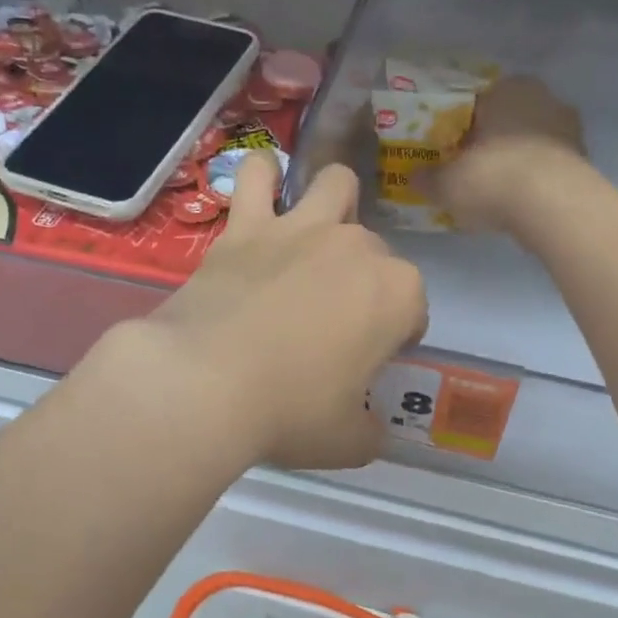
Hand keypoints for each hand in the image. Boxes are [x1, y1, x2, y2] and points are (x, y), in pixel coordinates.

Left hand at [130, 155, 425, 470]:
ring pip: (335, 184)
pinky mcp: (246, 227)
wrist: (204, 385)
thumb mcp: (347, 441)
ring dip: (335, 202)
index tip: (373, 360)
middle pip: (376, 250)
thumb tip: (369, 427)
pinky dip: (263, 178)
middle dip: (365, 279)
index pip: (413, 308)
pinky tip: (263, 189)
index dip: (398, 334)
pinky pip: (257, 176)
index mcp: (395, 294)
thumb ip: (369, 429)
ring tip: (318, 233)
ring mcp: (300, 228)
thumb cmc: (289, 413)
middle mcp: (356, 247)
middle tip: (334, 320)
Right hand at [432, 76, 585, 232]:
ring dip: (516, 159)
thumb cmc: (493, 178)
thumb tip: (414, 177)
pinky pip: (549, 164)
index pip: (477, 103)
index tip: (450, 151)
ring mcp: (569, 128)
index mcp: (506, 89)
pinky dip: (536, 177)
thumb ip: (428, 179)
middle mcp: (542, 98)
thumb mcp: (447, 183)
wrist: (554, 206)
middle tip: (471, 169)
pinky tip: (521, 200)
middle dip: (491, 141)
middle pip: (508, 120)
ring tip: (496, 189)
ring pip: (532, 141)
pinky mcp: (585, 159)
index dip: (461, 127)